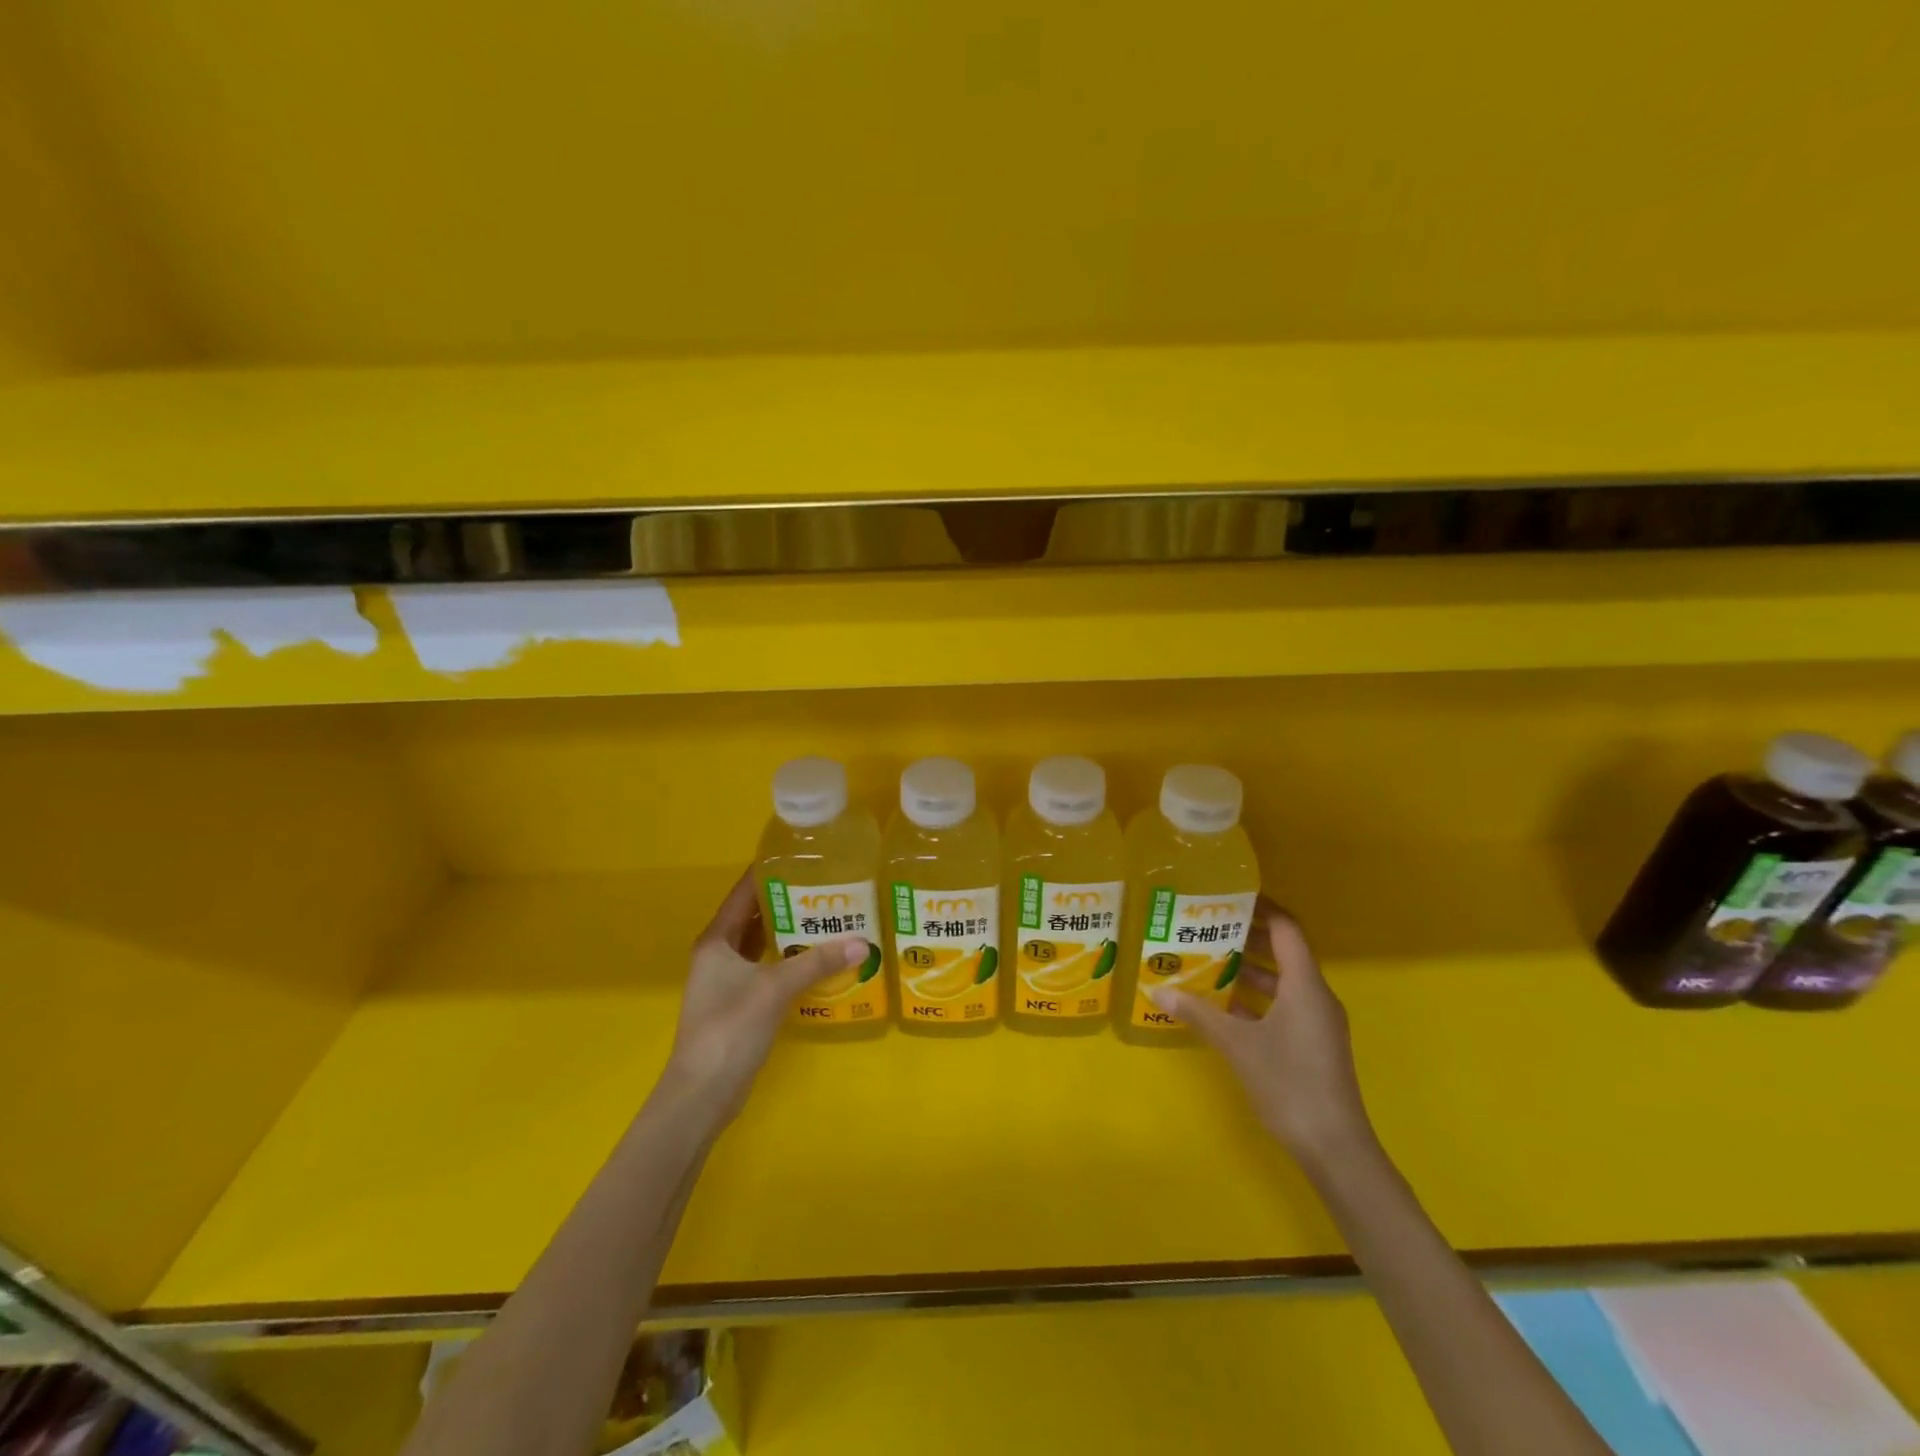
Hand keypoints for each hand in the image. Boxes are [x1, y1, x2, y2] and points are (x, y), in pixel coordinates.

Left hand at [661, 871, 867, 1126]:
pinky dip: (789, 961)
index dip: (767, 873)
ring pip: (761, 945)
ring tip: (827, 916)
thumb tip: (862, 943)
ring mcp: (727, 982)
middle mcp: (718, 955)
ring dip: (789, 933)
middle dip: (786, 902)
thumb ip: (818, 962)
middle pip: (754, 917)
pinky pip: (767, 970)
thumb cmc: (731, 1027)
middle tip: (825, 886)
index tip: (800, 856)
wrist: (703, 1092)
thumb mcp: (776, 987)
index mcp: (717, 940)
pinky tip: (817, 960)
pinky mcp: (739, 1005)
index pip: (743, 893)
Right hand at [1149, 899, 1375, 1170]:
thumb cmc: (1289, 1083)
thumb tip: (1159, 989)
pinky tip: (1222, 1006)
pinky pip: (1282, 1006)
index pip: (1286, 929)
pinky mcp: (1312, 1044)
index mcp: (1305, 985)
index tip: (1229, 896)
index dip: (1262, 908)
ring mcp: (1316, 1022)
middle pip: (1284, 952)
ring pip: (1282, 981)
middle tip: (1207, 927)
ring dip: (1249, 970)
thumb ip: (1199, 1014)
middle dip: (1247, 937)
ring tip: (1208, 960)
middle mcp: (1315, 996)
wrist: (1335, 1147)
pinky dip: (1255, 999)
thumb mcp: (1237, 1045)